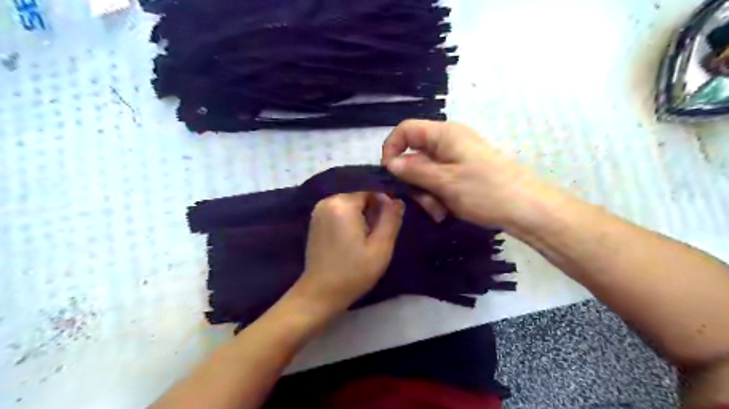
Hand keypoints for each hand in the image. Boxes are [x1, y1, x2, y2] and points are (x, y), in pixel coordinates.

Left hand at [291, 192, 403, 315]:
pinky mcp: (315, 219)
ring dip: (362, 213)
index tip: (391, 220)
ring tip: (368, 235)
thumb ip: (391, 219)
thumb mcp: (380, 248)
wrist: (320, 293)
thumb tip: (397, 200)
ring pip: (350, 201)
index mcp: (342, 203)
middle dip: (373, 207)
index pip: (370, 188)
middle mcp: (328, 200)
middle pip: (359, 194)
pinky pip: (339, 209)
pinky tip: (354, 236)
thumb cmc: (353, 272)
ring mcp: (319, 209)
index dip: (384, 201)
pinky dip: (350, 217)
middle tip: (380, 231)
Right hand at [382, 121, 540, 228]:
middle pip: (416, 155)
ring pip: (427, 172)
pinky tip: (447, 212)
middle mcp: (450, 142)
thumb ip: (414, 171)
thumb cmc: (485, 191)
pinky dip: (439, 196)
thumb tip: (390, 163)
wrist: (528, 209)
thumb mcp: (444, 182)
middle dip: (414, 180)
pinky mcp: (465, 173)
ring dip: (427, 193)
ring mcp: (458, 158)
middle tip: (422, 202)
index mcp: (444, 135)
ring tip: (439, 212)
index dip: (392, 148)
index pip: (406, 130)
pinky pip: (441, 181)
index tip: (389, 173)